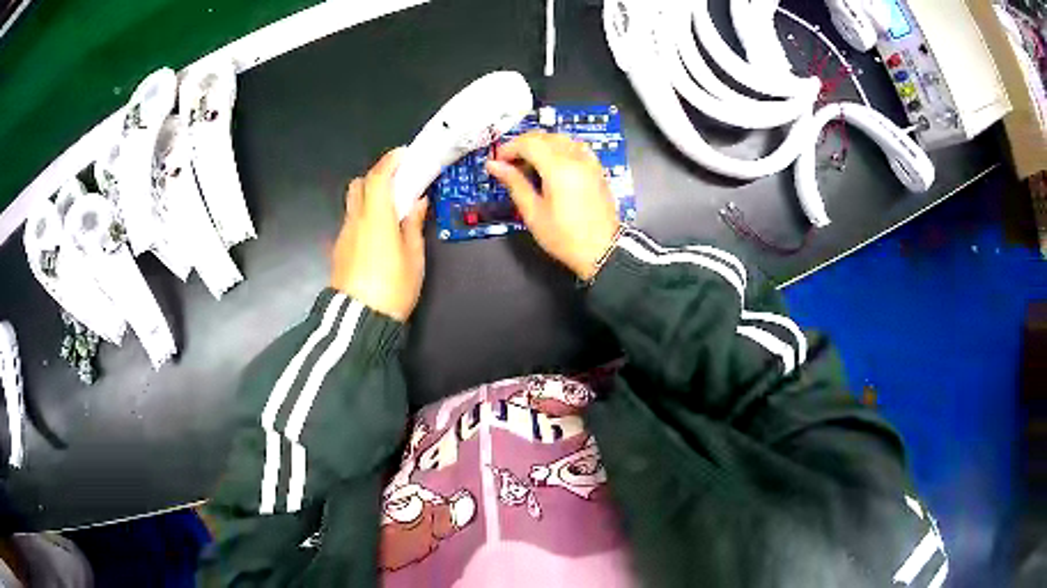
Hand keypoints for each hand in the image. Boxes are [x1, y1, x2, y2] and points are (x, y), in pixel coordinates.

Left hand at [330, 148, 428, 321]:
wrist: (359, 321)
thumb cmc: (392, 287)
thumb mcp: (413, 257)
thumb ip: (414, 225)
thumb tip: (418, 202)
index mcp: (376, 217)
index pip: (378, 177)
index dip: (390, 161)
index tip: (404, 154)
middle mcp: (355, 220)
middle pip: (359, 185)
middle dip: (377, 177)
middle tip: (397, 183)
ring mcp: (344, 235)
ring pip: (353, 204)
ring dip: (369, 197)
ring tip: (390, 210)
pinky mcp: (339, 250)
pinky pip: (351, 222)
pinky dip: (364, 217)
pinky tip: (378, 234)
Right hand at [485, 131, 619, 279]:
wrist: (602, 251)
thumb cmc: (566, 237)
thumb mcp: (533, 213)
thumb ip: (514, 183)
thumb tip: (494, 166)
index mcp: (558, 168)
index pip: (529, 143)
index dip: (509, 148)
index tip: (498, 161)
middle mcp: (575, 158)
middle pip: (544, 136)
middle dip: (523, 144)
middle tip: (510, 162)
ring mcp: (589, 162)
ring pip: (560, 138)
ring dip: (541, 144)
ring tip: (529, 164)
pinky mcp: (596, 169)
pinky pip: (575, 147)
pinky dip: (559, 148)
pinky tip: (552, 165)